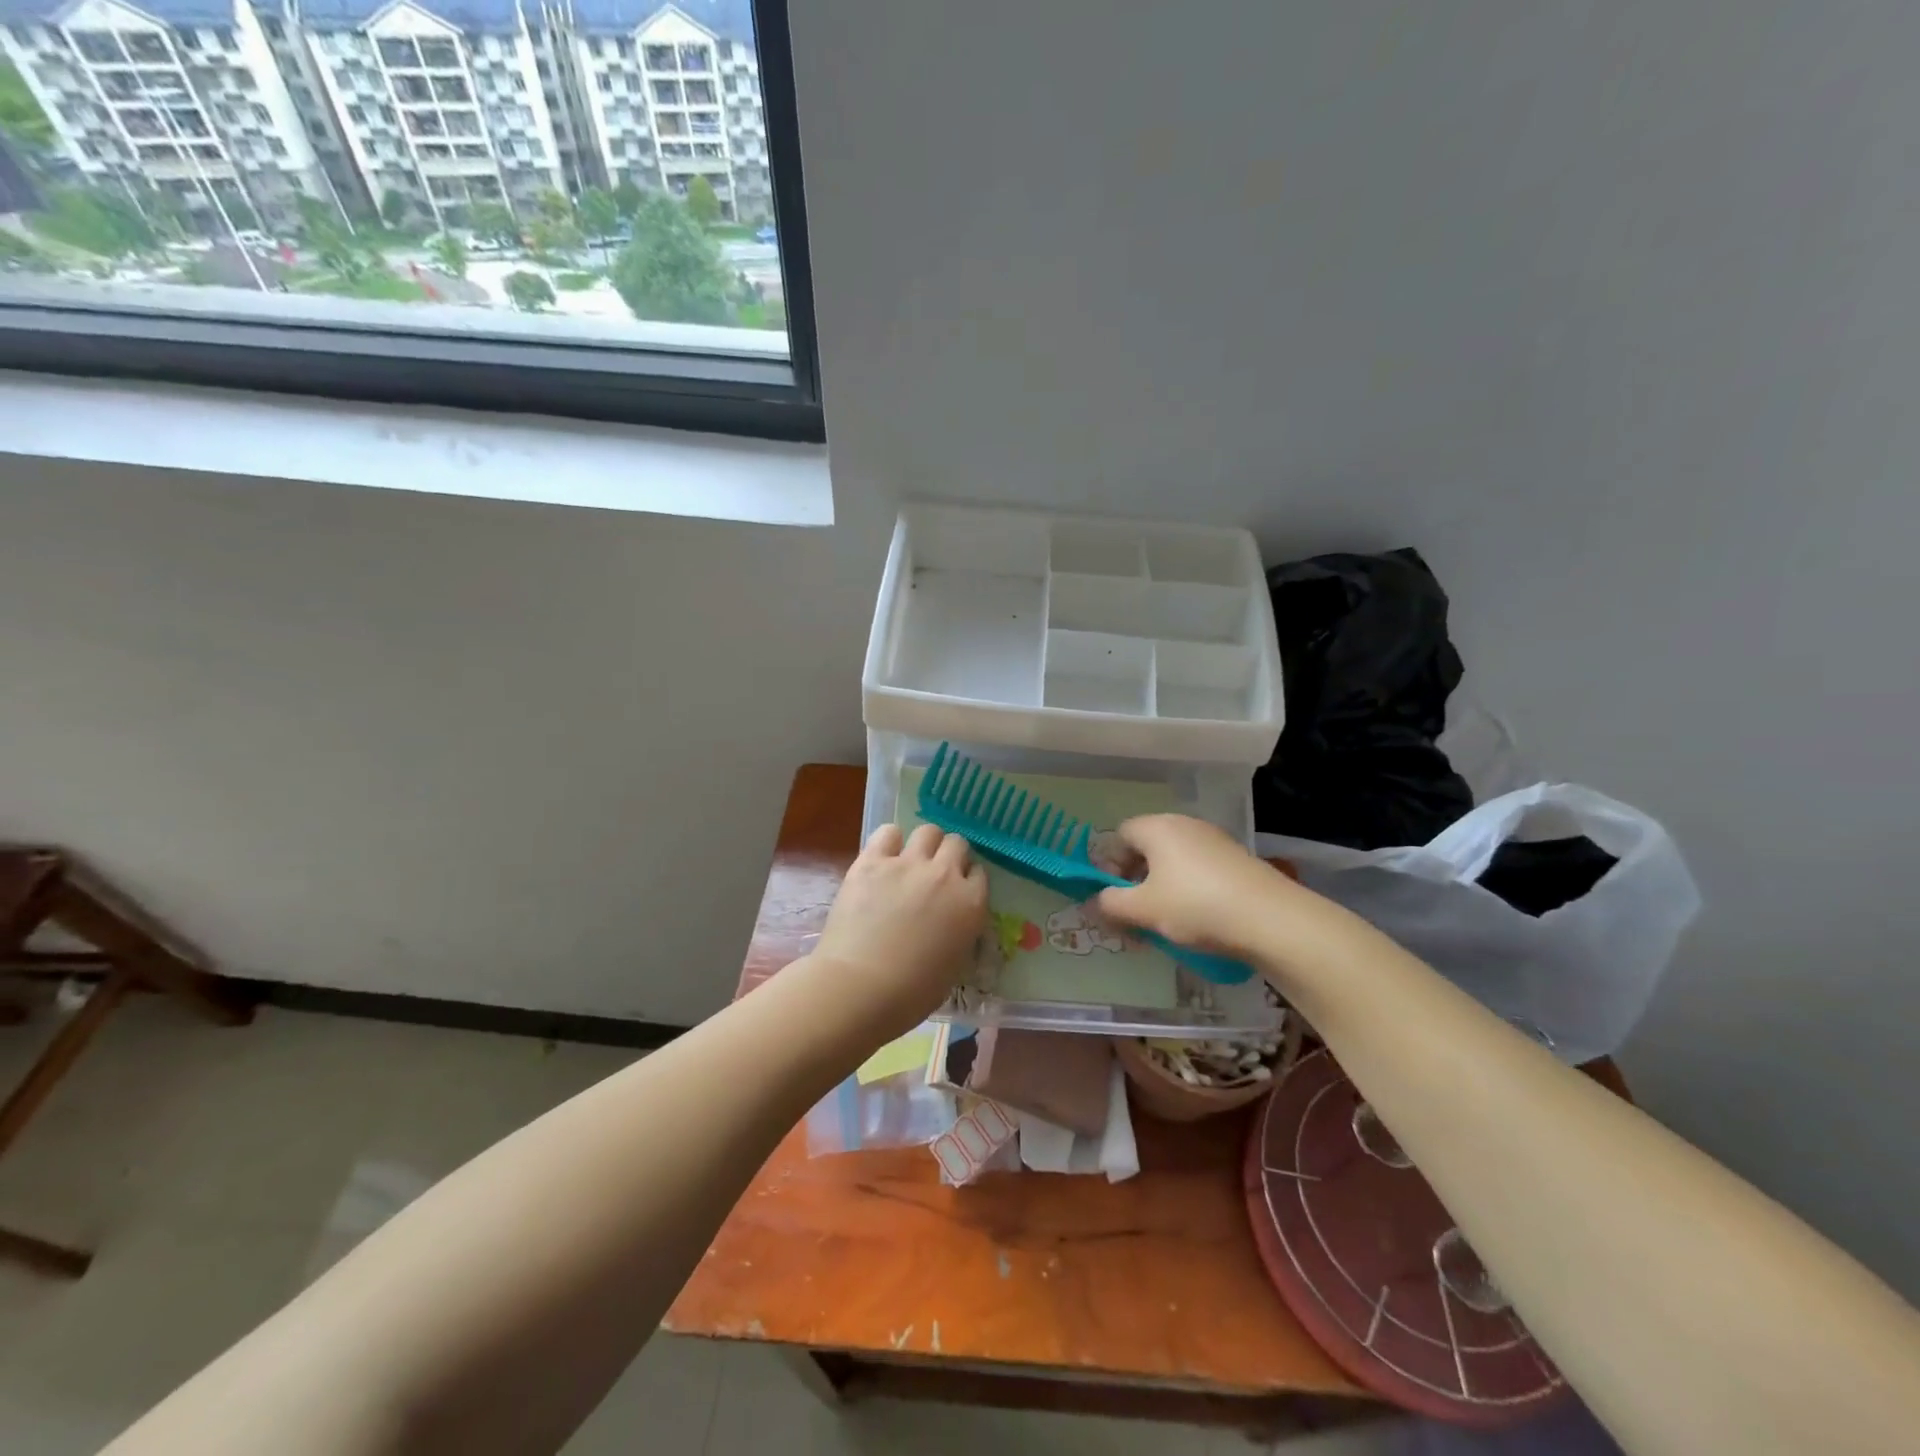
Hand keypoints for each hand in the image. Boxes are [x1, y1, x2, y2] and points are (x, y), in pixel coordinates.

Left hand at [809, 823, 988, 1041]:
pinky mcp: (872, 861)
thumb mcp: (954, 964)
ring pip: (928, 831)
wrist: (862, 987)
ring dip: (924, 844)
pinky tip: (883, 857)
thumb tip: (951, 922)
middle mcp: (945, 875)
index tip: (956, 893)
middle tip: (934, 875)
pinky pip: (887, 833)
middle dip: (949, 856)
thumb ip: (959, 933)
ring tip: (910, 861)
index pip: (979, 874)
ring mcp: (908, 864)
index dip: (966, 881)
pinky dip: (889, 841)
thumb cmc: (912, 993)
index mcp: (971, 904)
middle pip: (956, 844)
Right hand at [1096, 814, 1311, 962]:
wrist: (1272, 919)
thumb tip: (1093, 903)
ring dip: (1161, 890)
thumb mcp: (1144, 909)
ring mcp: (1214, 841)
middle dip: (1134, 882)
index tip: (1113, 896)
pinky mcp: (1236, 861)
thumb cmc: (1196, 906)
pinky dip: (1188, 892)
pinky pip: (1198, 871)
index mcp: (1157, 827)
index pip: (1120, 835)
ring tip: (1163, 924)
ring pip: (1173, 863)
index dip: (1110, 864)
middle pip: (1147, 848)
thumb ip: (1111, 904)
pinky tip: (1195, 922)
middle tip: (1134, 915)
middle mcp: (1184, 825)